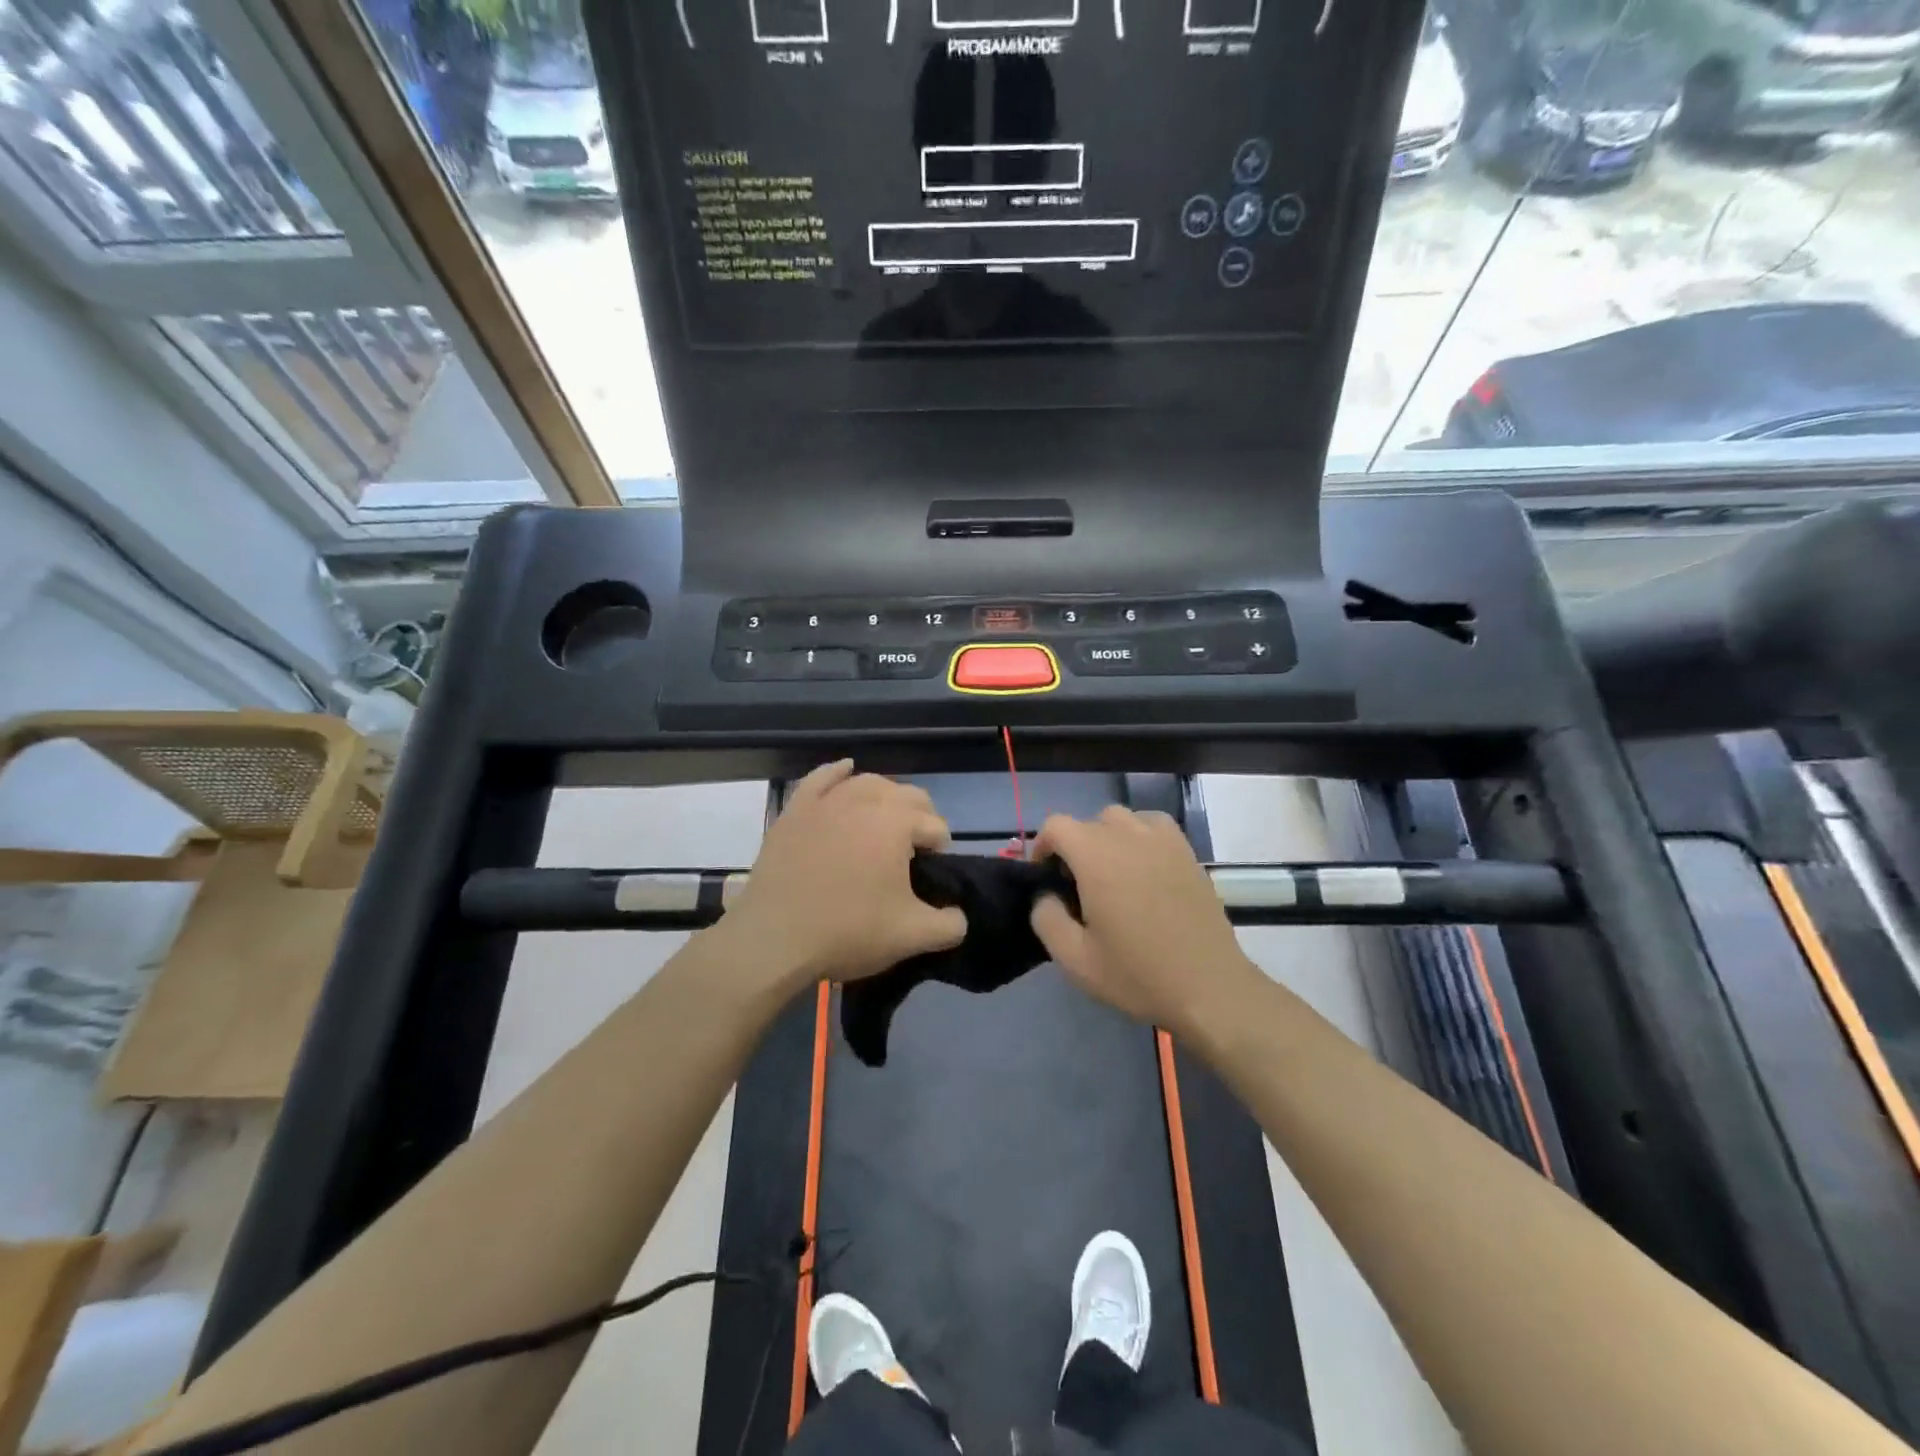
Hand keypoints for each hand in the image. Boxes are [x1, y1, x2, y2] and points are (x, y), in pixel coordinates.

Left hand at [721, 761, 966, 989]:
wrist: (774, 938)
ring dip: (886, 798)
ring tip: (886, 824)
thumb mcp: (912, 936)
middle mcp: (865, 799)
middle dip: (920, 820)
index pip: (936, 826)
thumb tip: (959, 915)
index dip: (940, 852)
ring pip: (868, 782)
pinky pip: (821, 778)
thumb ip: (950, 924)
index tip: (928, 879)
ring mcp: (826, 800)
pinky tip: (846, 770)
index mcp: (897, 822)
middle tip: (912, 857)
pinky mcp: (795, 810)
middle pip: (909, 796)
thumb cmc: (847, 931)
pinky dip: (838, 772)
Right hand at [1030, 806, 1256, 1035]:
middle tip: (1078, 888)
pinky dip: (1140, 836)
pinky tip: (1144, 868)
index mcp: (1096, 857)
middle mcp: (1128, 836)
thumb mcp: (1074, 959)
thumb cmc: (1138, 974)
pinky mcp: (1187, 852)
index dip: (1042, 848)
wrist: (1209, 988)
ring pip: (1121, 819)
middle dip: (1074, 847)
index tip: (1046, 880)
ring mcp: (1163, 840)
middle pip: (1088, 821)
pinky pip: (1154, 826)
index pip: (1056, 826)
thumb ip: (1046, 918)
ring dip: (1107, 838)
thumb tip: (1045, 895)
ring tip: (1112, 875)